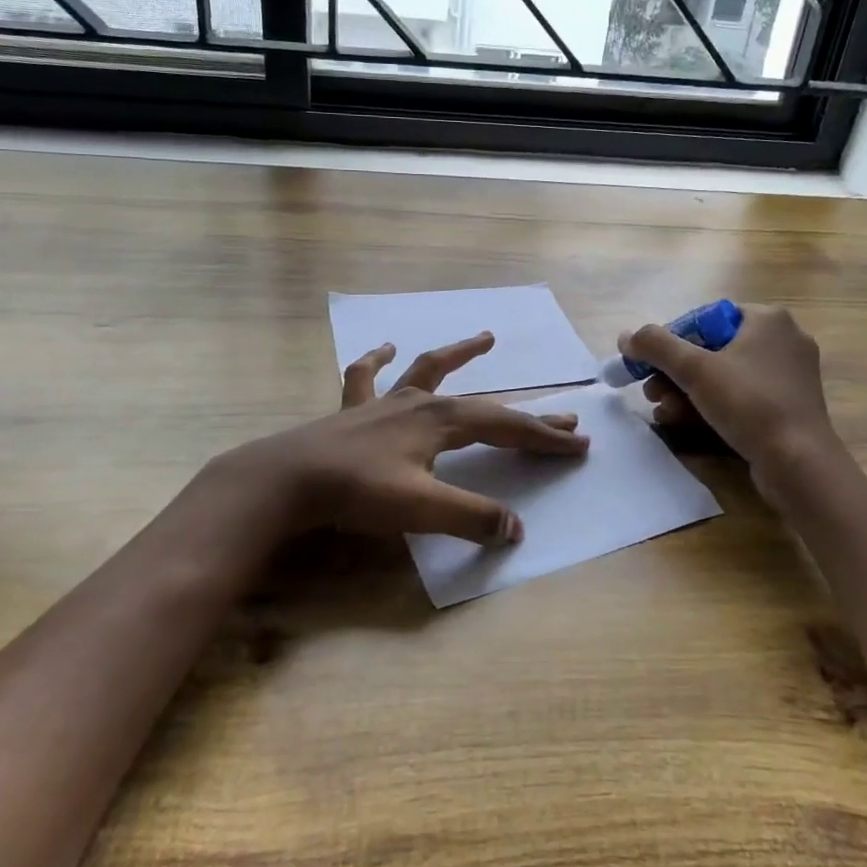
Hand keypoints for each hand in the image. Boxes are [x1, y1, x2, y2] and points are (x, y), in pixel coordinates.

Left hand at [214, 332, 588, 545]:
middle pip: (484, 405)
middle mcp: (420, 402)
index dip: (543, 438)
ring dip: (460, 354)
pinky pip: (368, 376)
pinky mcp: (353, 408)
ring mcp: (385, 401)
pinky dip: (379, 361)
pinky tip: (385, 348)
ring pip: (430, 369)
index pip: (506, 428)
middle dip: (525, 416)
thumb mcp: (421, 510)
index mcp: (442, 422)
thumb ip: (471, 518)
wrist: (288, 479)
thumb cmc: (358, 492)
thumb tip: (516, 529)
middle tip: (563, 418)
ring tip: (485, 338)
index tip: (578, 445)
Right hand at [619, 305, 836, 488]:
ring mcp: (788, 375)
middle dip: (675, 374)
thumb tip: (626, 336)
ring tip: (663, 412)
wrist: (800, 464)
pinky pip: (741, 397)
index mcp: (767, 319)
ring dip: (687, 393)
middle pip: (711, 349)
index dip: (671, 342)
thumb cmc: (749, 404)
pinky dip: (712, 406)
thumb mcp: (695, 369)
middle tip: (651, 392)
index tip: (649, 366)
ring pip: (724, 376)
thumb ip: (656, 346)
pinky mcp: (788, 406)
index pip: (704, 319)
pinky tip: (684, 423)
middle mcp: (782, 340)